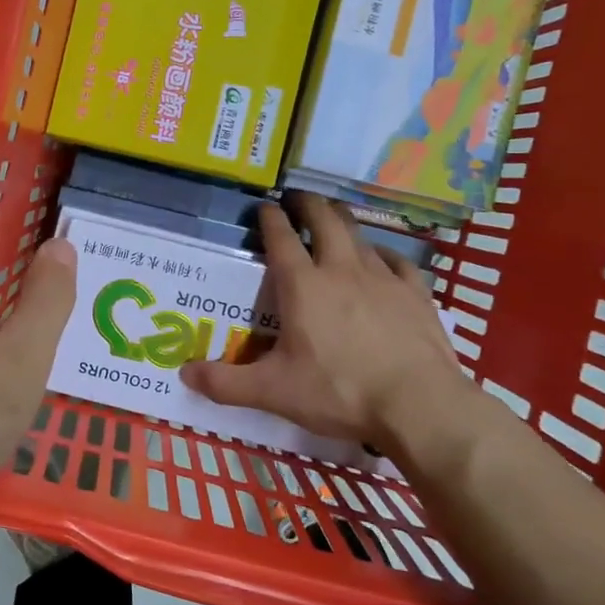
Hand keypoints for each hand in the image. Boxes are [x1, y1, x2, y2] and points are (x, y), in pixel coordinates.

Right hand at [180, 192, 467, 455]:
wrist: (420, 406)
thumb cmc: (339, 392)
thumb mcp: (273, 392)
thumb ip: (226, 383)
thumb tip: (183, 375)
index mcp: (303, 286)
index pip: (281, 238)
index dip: (270, 219)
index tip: (264, 207)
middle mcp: (341, 270)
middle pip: (325, 221)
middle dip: (309, 205)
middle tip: (298, 198)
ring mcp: (383, 279)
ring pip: (360, 236)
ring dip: (343, 222)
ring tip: (334, 217)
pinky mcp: (416, 294)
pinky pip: (398, 262)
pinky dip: (384, 254)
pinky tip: (382, 259)